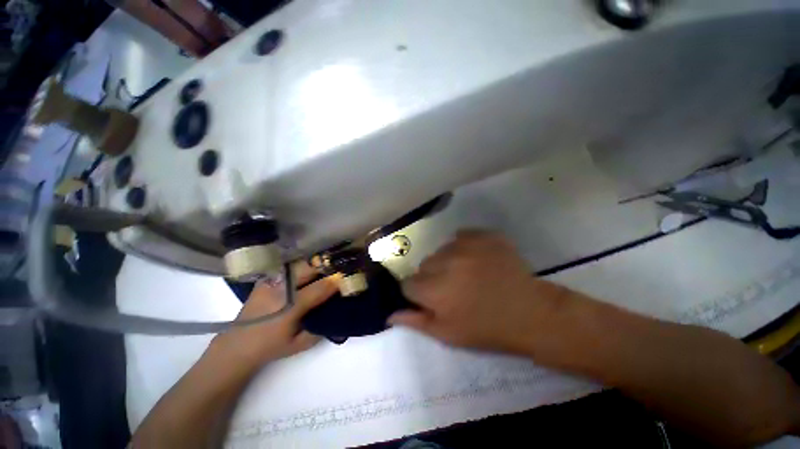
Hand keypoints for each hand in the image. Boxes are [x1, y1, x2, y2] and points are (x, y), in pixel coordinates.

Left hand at [212, 262, 337, 367]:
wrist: (237, 345)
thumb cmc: (271, 347)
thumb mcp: (300, 344)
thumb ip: (321, 329)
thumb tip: (336, 312)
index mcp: (291, 306)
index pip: (320, 288)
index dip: (336, 282)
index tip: (348, 278)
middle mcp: (281, 289)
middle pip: (309, 268)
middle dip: (326, 267)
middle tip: (337, 270)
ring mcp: (271, 281)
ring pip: (299, 264)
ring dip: (315, 265)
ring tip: (325, 269)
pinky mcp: (265, 279)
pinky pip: (289, 267)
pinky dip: (301, 267)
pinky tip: (307, 272)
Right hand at [389, 230, 570, 354]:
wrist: (530, 312)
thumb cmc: (487, 328)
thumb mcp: (448, 334)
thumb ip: (416, 321)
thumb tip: (390, 314)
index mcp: (435, 290)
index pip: (408, 283)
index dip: (418, 292)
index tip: (432, 298)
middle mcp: (445, 263)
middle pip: (424, 265)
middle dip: (432, 276)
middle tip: (452, 287)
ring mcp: (465, 245)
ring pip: (441, 250)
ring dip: (447, 261)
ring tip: (467, 273)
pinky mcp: (482, 235)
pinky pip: (461, 235)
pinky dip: (464, 245)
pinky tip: (476, 258)